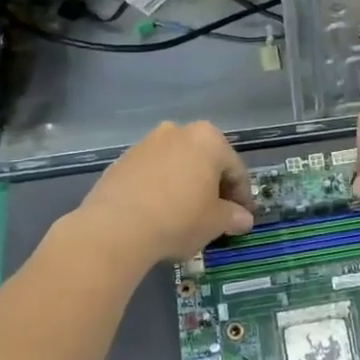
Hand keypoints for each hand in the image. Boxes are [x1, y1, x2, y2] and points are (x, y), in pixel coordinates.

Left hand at [75, 121, 254, 263]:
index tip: (243, 218)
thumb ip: (233, 217)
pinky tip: (159, 213)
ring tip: (185, 215)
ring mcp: (146, 143)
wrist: (116, 227)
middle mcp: (178, 131)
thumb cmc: (179, 218)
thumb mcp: (215, 222)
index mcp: (208, 139)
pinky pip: (152, 174)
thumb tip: (244, 219)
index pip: (235, 170)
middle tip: (217, 215)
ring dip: (185, 185)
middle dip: (213, 187)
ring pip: (177, 165)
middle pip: (205, 161)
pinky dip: (160, 188)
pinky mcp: (122, 161)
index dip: (243, 197)